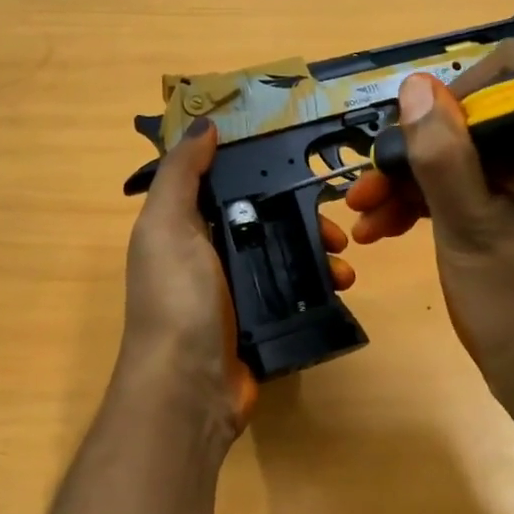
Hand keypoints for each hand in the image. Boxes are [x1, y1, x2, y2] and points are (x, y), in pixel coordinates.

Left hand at [121, 119, 354, 442]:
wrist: (188, 387)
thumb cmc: (176, 298)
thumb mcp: (167, 225)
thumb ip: (181, 174)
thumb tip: (204, 126)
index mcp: (185, 229)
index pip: (229, 187)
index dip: (263, 172)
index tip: (305, 163)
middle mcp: (210, 257)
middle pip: (266, 222)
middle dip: (304, 218)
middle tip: (337, 225)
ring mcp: (237, 293)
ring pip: (286, 258)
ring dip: (319, 253)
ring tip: (345, 262)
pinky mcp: (261, 324)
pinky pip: (295, 294)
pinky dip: (320, 287)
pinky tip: (341, 287)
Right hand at [344, 41, 513, 422]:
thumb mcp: (471, 230)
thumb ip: (443, 158)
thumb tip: (415, 86)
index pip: (511, 76)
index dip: (458, 94)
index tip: (416, 136)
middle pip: (472, 119)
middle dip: (415, 149)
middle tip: (367, 185)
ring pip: (457, 157)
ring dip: (406, 181)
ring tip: (360, 215)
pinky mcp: (504, 214)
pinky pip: (457, 190)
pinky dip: (419, 205)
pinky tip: (379, 230)